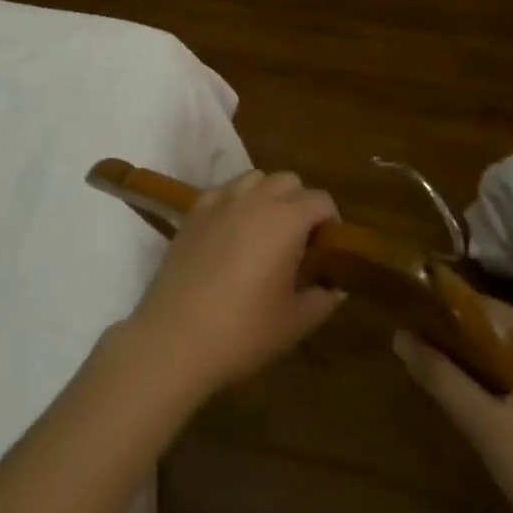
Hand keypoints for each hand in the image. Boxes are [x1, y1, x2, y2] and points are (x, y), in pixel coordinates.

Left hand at [121, 170, 344, 398]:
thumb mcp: (294, 322)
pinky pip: (225, 190)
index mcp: (285, 219)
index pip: (320, 200)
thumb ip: (322, 298)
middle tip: (300, 243)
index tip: (329, 250)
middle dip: (301, 204)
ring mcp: (220, 198)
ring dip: (269, 197)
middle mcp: (254, 198)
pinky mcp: (195, 208)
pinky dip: (237, 202)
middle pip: (288, 181)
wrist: (177, 334)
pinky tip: (232, 233)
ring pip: (255, 179)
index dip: (331, 221)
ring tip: (266, 234)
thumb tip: (335, 286)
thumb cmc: (243, 330)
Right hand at [396, 300, 512, 512]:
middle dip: (475, 356)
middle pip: (511, 338)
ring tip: (476, 411)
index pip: (487, 309)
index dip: (448, 318)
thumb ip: (443, 378)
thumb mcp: (491, 433)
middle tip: (444, 381)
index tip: (418, 333)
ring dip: (502, 382)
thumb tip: (399, 335)